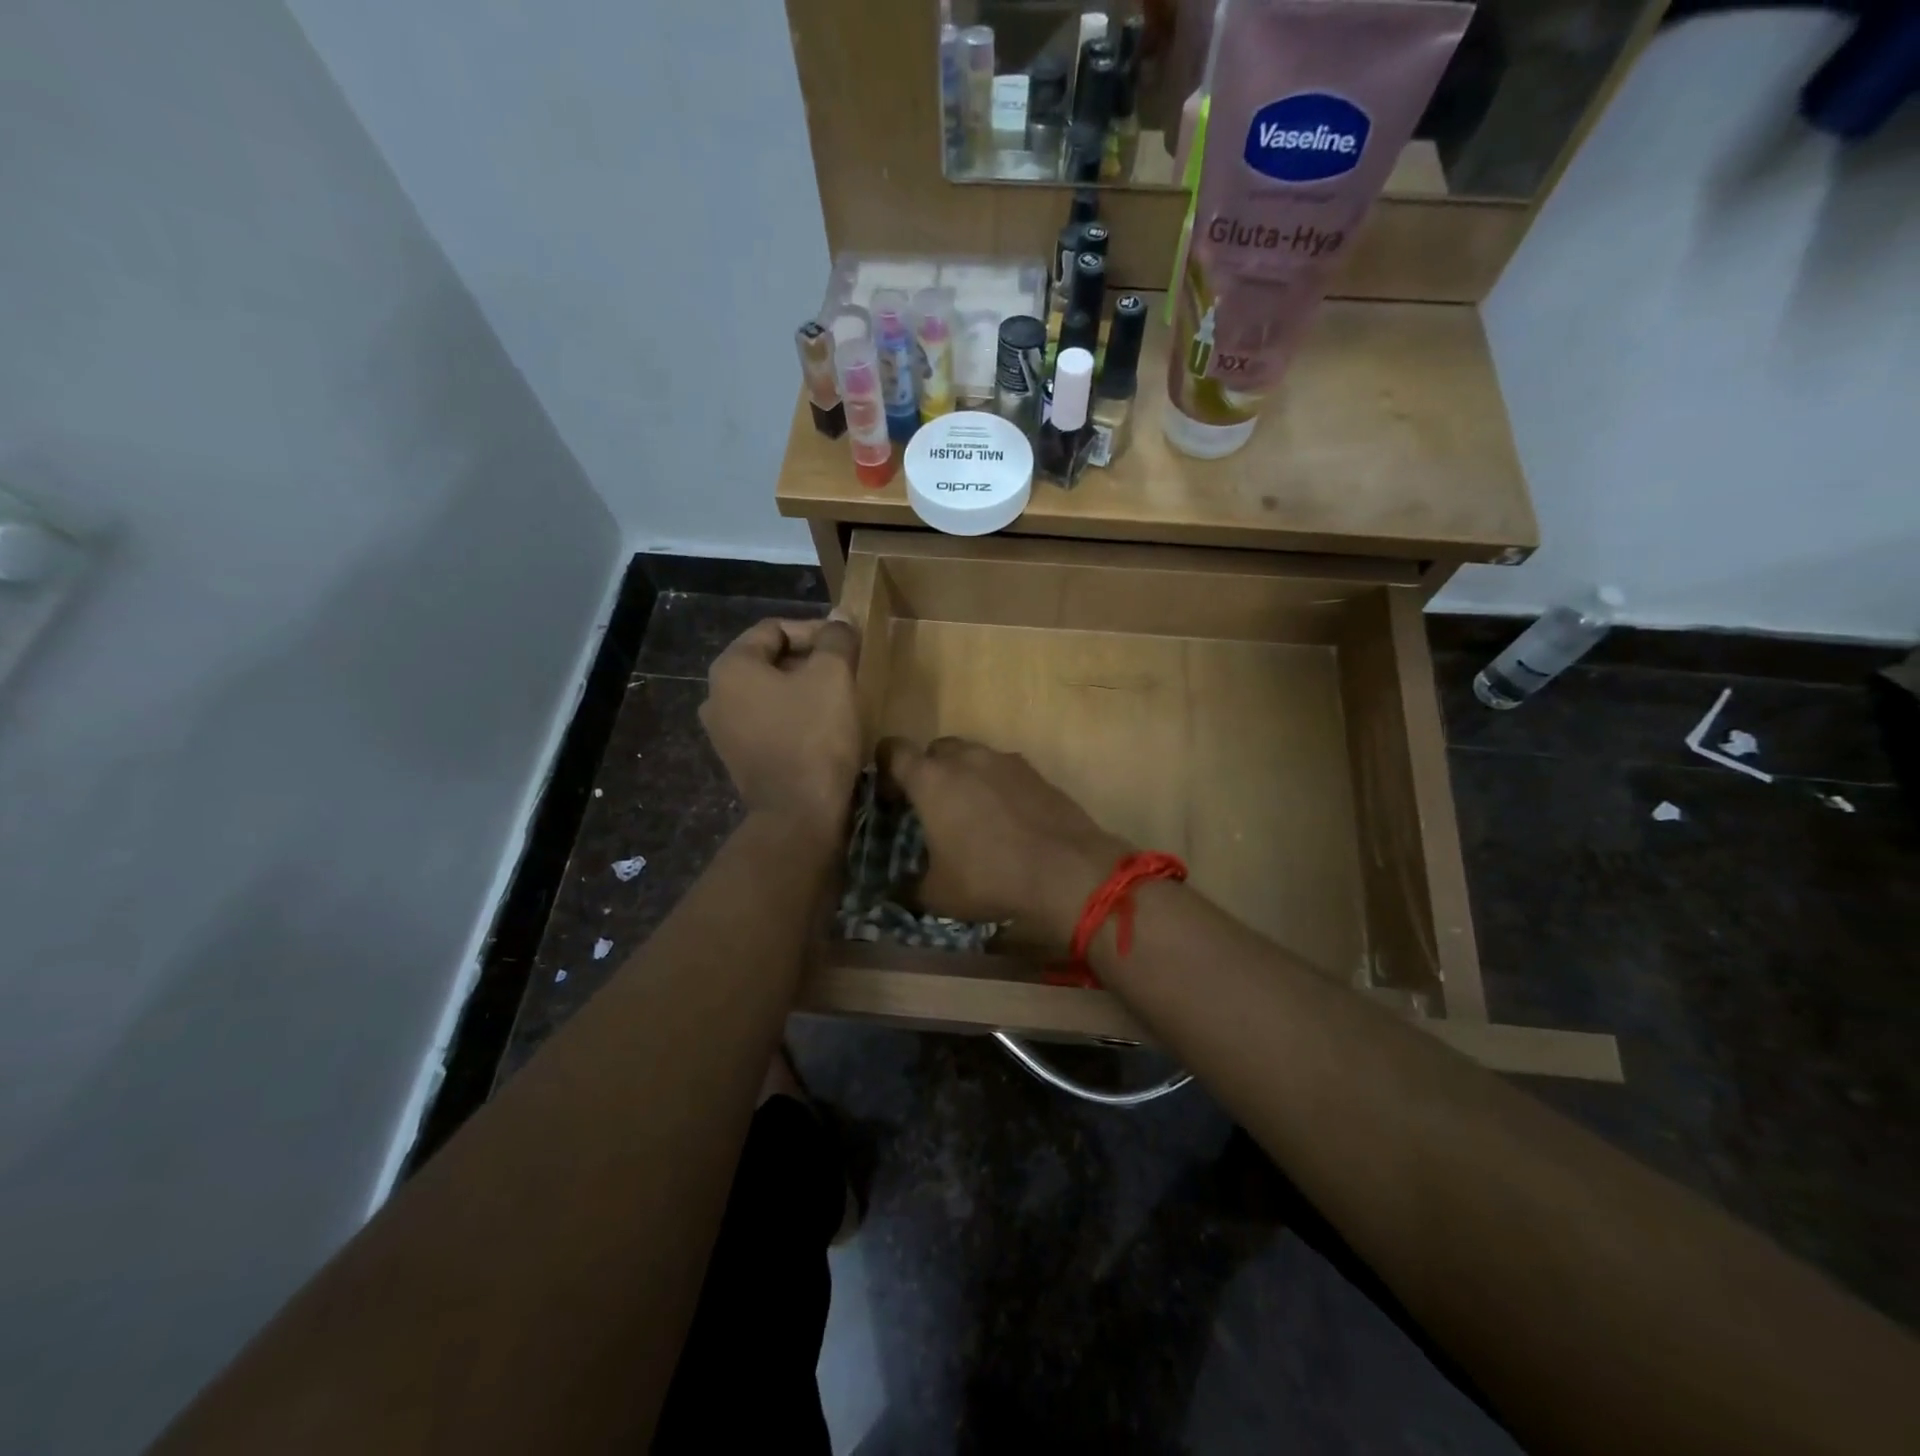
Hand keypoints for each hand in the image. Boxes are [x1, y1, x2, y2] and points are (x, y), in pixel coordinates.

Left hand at [701, 617, 860, 840]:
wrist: (799, 814)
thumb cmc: (814, 736)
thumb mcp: (833, 676)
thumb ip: (836, 639)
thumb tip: (839, 616)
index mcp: (731, 668)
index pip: (775, 629)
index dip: (816, 630)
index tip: (848, 644)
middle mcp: (716, 696)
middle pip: (770, 661)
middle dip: (811, 660)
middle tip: (847, 669)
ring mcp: (724, 732)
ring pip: (771, 694)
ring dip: (805, 690)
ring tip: (840, 697)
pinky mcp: (741, 759)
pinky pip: (770, 723)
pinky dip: (795, 717)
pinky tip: (824, 728)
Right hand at [880, 737, 1129, 949]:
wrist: (1066, 871)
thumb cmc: (989, 878)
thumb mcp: (937, 895)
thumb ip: (909, 888)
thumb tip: (897, 892)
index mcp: (931, 779)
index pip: (893, 751)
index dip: (885, 769)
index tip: (890, 798)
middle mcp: (966, 758)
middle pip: (936, 750)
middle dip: (929, 772)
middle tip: (931, 809)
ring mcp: (1004, 761)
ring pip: (973, 757)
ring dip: (965, 777)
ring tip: (971, 816)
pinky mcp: (1035, 772)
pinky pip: (1004, 771)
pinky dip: (997, 787)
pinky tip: (1006, 820)